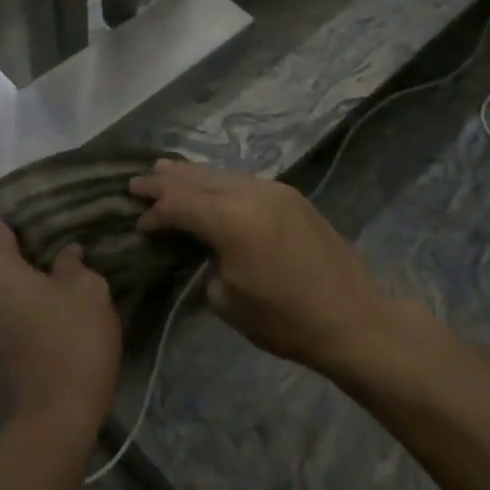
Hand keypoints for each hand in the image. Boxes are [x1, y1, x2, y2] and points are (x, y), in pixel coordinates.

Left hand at [0, 215, 120, 433]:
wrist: (55, 417)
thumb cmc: (72, 338)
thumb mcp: (87, 290)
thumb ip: (72, 264)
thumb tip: (66, 254)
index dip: (14, 220)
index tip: (38, 221)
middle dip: (20, 256)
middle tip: (55, 256)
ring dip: (18, 288)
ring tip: (53, 288)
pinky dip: (15, 314)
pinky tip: (44, 320)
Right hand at [129, 160, 403, 375]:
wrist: (352, 319)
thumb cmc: (284, 319)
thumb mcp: (227, 299)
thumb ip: (205, 261)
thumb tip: (203, 246)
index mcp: (230, 219)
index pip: (178, 204)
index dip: (154, 212)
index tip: (138, 223)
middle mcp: (248, 192)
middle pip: (195, 179)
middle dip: (164, 181)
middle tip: (136, 182)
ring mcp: (272, 188)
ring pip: (219, 173)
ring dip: (190, 175)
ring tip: (163, 170)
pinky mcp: (289, 194)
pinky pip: (241, 180)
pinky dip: (217, 181)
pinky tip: (207, 184)